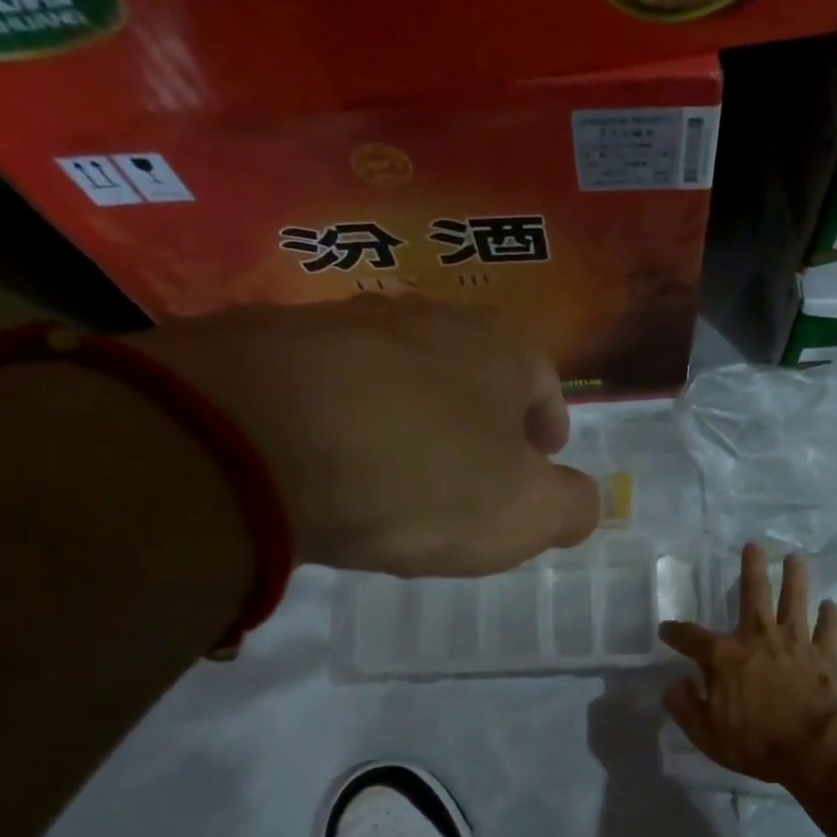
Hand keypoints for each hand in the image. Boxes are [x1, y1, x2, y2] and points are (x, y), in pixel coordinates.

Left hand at [139, 295, 600, 574]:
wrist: (254, 441)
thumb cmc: (423, 478)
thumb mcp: (525, 516)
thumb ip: (571, 509)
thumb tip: (582, 502)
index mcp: (500, 353)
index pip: (544, 384)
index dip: (548, 425)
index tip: (540, 459)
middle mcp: (427, 320)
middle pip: (471, 372)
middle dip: (481, 420)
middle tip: (472, 473)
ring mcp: (343, 323)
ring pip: (399, 374)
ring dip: (411, 417)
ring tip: (398, 473)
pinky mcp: (267, 342)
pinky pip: (330, 386)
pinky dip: (344, 419)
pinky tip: (329, 461)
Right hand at [659, 543, 836, 786]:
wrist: (821, 748)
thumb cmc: (759, 744)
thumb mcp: (709, 735)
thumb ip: (686, 708)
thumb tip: (673, 685)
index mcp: (725, 658)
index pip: (691, 638)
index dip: (675, 632)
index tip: (666, 629)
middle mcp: (759, 638)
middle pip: (753, 594)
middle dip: (751, 568)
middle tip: (753, 545)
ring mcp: (796, 642)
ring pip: (795, 600)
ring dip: (795, 578)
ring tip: (795, 559)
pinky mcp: (826, 654)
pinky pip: (828, 628)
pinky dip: (830, 616)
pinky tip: (831, 605)